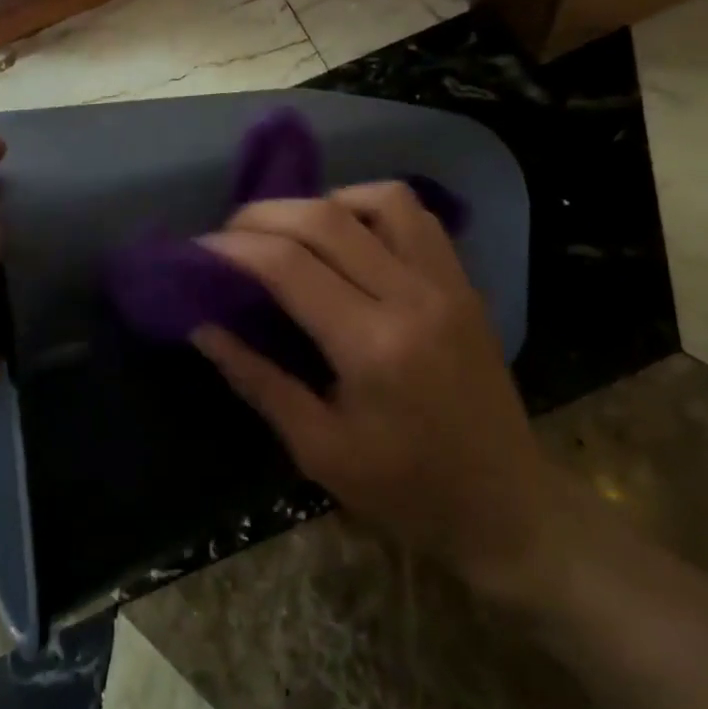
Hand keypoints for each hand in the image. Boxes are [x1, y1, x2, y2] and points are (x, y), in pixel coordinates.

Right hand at [195, 182, 566, 604]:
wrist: (508, 509)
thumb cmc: (407, 493)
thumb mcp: (318, 450)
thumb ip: (257, 380)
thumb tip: (202, 326)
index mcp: (372, 347)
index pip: (288, 266)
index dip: (234, 247)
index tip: (199, 249)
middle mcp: (412, 297)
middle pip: (325, 219)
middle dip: (263, 215)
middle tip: (228, 233)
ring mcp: (446, 283)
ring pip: (378, 199)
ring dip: (321, 201)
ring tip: (290, 230)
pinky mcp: (463, 282)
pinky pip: (416, 215)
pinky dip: (370, 206)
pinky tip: (348, 232)